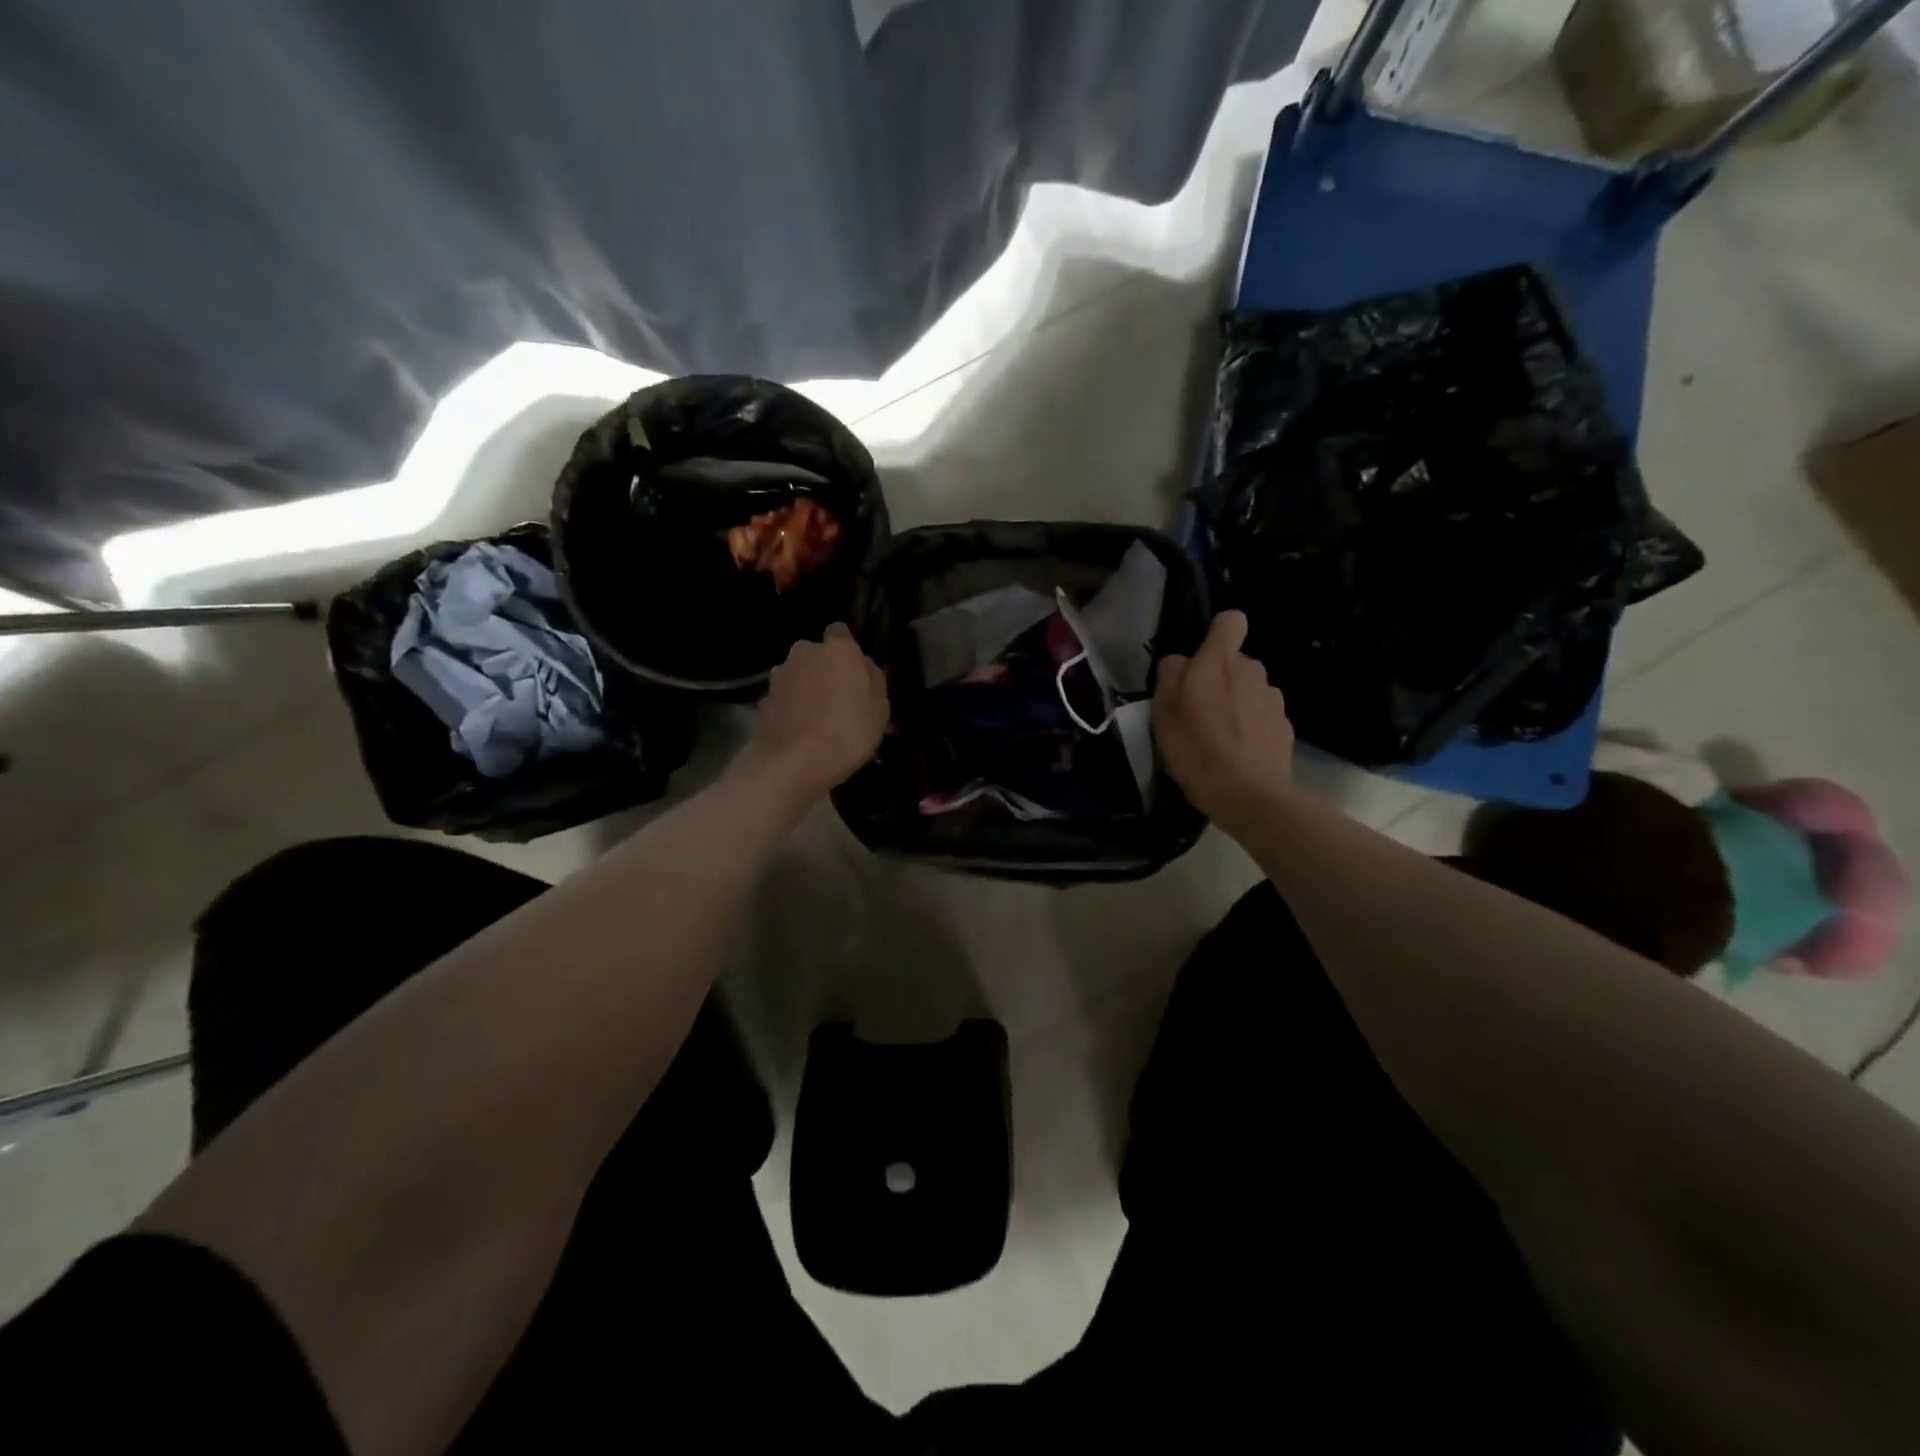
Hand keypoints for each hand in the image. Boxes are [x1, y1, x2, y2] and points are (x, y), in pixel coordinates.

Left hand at [744, 623, 889, 802]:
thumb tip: (864, 666)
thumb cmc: (849, 731)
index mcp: (838, 648)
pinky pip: (784, 698)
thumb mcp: (880, 708)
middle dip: (824, 668)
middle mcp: (804, 652)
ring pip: (797, 675)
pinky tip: (800, 730)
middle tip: (838, 697)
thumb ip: (873, 679)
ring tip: (818, 718)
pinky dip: (790, 708)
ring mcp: (779, 676)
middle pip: (816, 654)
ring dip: (805, 688)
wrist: (794, 762)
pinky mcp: (763, 699)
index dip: (847, 650)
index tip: (855, 670)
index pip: (841, 632)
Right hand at [1153, 610, 1294, 830]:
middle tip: (1197, 712)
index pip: (1230, 621)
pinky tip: (1237, 755)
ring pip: (1250, 690)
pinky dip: (1250, 729)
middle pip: (1236, 662)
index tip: (1201, 660)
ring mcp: (1273, 700)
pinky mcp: (1285, 728)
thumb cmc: (1197, 748)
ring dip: (1236, 704)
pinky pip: (1262, 717)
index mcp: (1221, 661)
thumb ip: (1170, 675)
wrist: (1249, 796)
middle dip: (1220, 678)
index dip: (1216, 634)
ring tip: (1217, 738)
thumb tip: (1180, 661)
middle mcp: (1253, 671)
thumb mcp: (1163, 711)